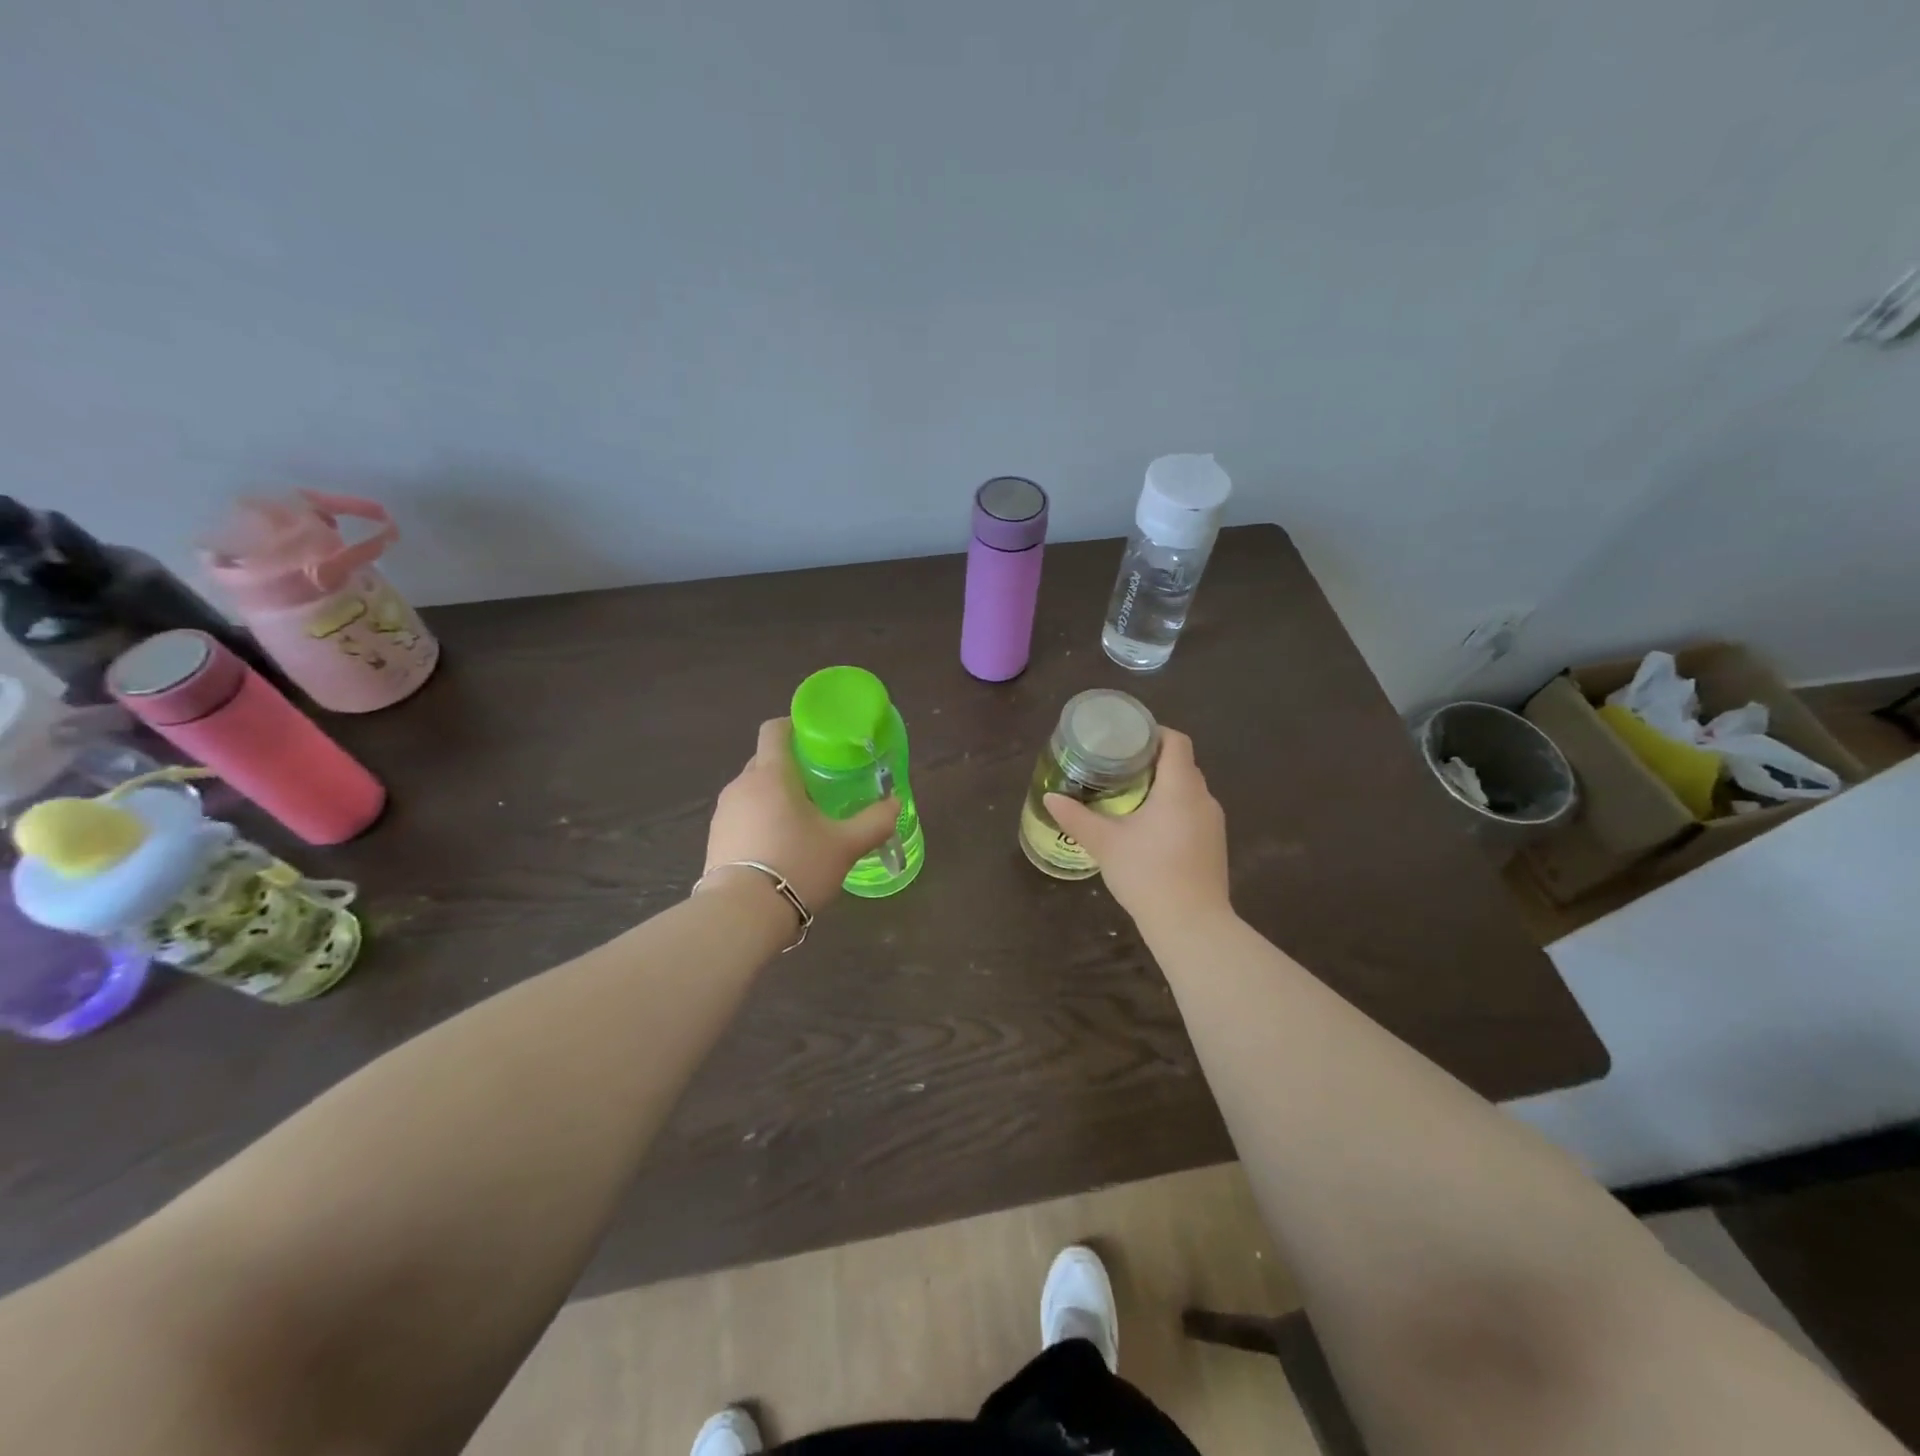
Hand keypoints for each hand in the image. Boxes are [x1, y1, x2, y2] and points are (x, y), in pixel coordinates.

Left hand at [705, 718, 899, 911]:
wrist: (741, 915)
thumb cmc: (797, 865)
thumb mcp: (845, 845)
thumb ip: (874, 821)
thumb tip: (894, 803)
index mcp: (771, 774)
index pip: (774, 730)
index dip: (794, 726)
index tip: (816, 740)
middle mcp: (741, 785)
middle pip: (765, 761)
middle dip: (791, 767)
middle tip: (821, 786)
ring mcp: (723, 813)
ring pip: (753, 791)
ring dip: (775, 797)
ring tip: (803, 821)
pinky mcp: (714, 839)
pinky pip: (742, 817)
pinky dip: (760, 821)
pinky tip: (780, 847)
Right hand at [1045, 728, 1230, 931]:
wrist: (1191, 925)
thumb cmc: (1148, 873)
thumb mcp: (1105, 843)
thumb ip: (1077, 816)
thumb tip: (1050, 797)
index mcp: (1180, 787)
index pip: (1176, 742)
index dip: (1152, 734)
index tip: (1125, 740)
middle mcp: (1204, 799)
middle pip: (1181, 765)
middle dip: (1151, 762)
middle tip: (1117, 767)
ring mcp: (1213, 824)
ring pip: (1188, 792)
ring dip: (1162, 788)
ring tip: (1128, 795)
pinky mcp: (1214, 846)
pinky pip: (1193, 814)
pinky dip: (1172, 810)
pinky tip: (1148, 829)